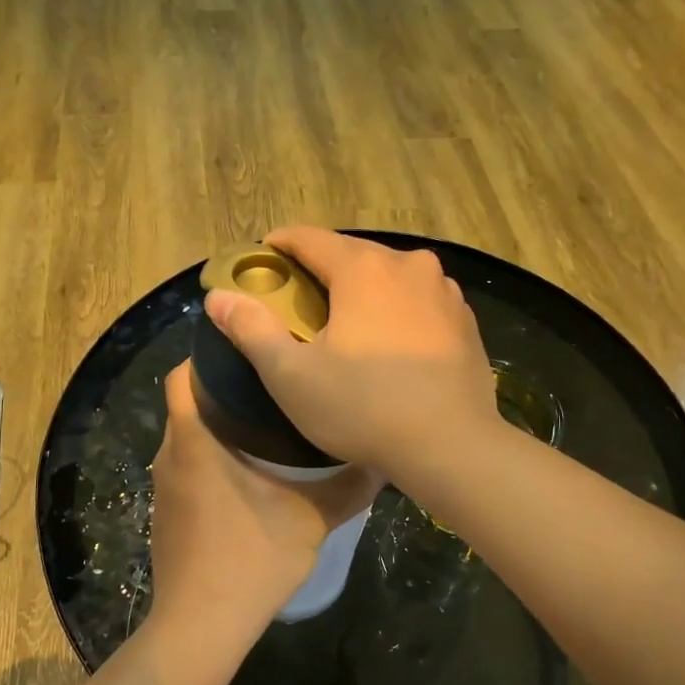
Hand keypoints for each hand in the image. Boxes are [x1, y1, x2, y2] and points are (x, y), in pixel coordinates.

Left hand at [148, 362, 383, 637]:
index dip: (208, 354)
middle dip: (223, 388)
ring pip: (187, 435)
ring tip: (267, 421)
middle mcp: (171, 454)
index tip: (248, 350)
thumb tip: (382, 459)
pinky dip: (211, 456)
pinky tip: (248, 473)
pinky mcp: (167, 512)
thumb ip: (348, 486)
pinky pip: (186, 466)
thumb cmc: (251, 560)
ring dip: (218, 424)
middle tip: (273, 382)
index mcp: (196, 441)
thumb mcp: (311, 519)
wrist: (201, 627)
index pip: (183, 375)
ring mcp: (165, 486)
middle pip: (187, 402)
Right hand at [203, 227, 498, 477]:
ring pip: (390, 276)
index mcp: (363, 268)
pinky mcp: (466, 320)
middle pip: (352, 253)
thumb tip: (218, 296)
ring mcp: (444, 291)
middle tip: (299, 299)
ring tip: (346, 321)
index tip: (263, 259)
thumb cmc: (363, 407)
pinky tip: (391, 342)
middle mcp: (408, 265)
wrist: (452, 446)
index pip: (310, 238)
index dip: (280, 245)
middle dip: (322, 269)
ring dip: (364, 289)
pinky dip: (398, 310)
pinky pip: (420, 301)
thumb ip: (251, 329)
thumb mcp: (291, 374)